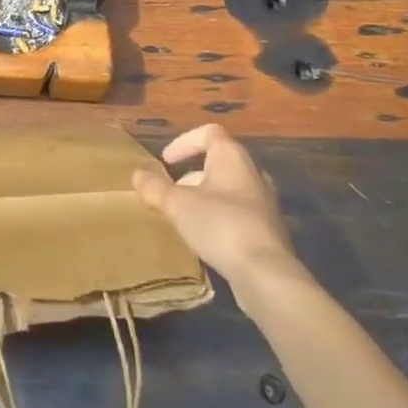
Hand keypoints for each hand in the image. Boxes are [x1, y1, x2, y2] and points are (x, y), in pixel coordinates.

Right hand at [133, 124, 310, 289]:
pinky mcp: (270, 231)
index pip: (209, 133)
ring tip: (185, 218)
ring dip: (206, 198)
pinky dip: (220, 218)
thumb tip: (137, 174)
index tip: (166, 161)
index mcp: (232, 157)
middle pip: (219, 163)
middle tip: (172, 193)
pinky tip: (206, 239)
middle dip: (192, 175)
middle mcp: (253, 173)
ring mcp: (265, 203)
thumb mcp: (178, 205)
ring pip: (229, 190)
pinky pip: (239, 214)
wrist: (266, 275)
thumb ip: (155, 188)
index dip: (184, 142)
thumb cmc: (220, 226)